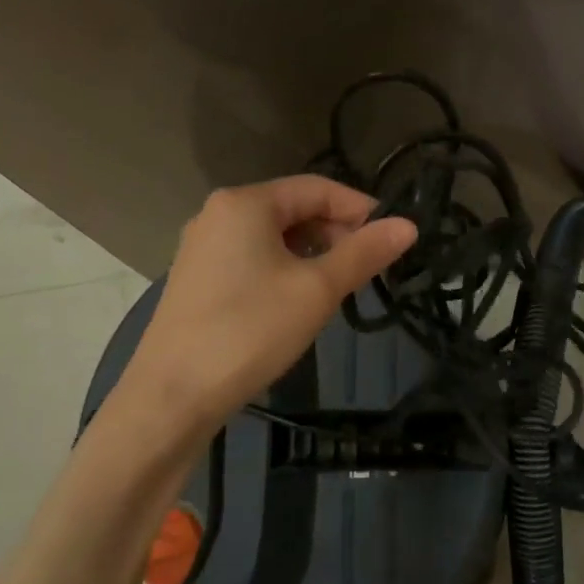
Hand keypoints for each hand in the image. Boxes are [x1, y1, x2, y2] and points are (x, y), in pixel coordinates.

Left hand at [115, 176, 417, 433]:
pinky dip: (284, 269)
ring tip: (338, 287)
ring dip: (312, 254)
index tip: (392, 237)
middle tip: (367, 268)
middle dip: (335, 233)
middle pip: (292, 209)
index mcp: (245, 203)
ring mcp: (202, 248)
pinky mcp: (197, 280)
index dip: (359, 208)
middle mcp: (218, 214)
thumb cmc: (251, 330)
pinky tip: (298, 301)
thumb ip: (364, 253)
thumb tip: (408, 226)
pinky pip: (252, 259)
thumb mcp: (317, 289)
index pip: (317, 188)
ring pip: (272, 238)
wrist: (174, 395)